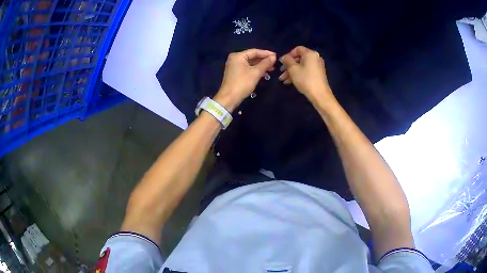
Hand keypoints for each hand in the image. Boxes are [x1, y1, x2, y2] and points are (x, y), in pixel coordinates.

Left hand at [215, 49, 275, 110]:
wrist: (229, 98)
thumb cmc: (242, 83)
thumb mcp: (256, 73)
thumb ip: (265, 63)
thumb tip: (274, 57)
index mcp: (238, 56)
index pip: (254, 51)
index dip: (266, 53)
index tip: (276, 56)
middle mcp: (235, 59)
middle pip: (252, 57)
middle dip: (264, 60)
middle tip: (275, 63)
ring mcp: (234, 66)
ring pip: (251, 63)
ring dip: (261, 66)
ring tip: (272, 69)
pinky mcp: (236, 73)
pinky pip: (248, 68)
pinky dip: (256, 70)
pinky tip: (264, 74)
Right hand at [278, 46, 333, 103]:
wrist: (320, 95)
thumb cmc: (305, 79)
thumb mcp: (293, 69)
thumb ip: (287, 60)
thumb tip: (283, 57)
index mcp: (310, 54)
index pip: (297, 49)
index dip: (288, 55)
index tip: (282, 63)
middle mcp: (315, 58)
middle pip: (299, 58)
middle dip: (288, 65)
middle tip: (281, 72)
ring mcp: (317, 66)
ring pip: (301, 66)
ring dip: (291, 71)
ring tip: (283, 80)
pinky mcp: (318, 74)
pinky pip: (306, 71)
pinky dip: (298, 74)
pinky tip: (289, 82)